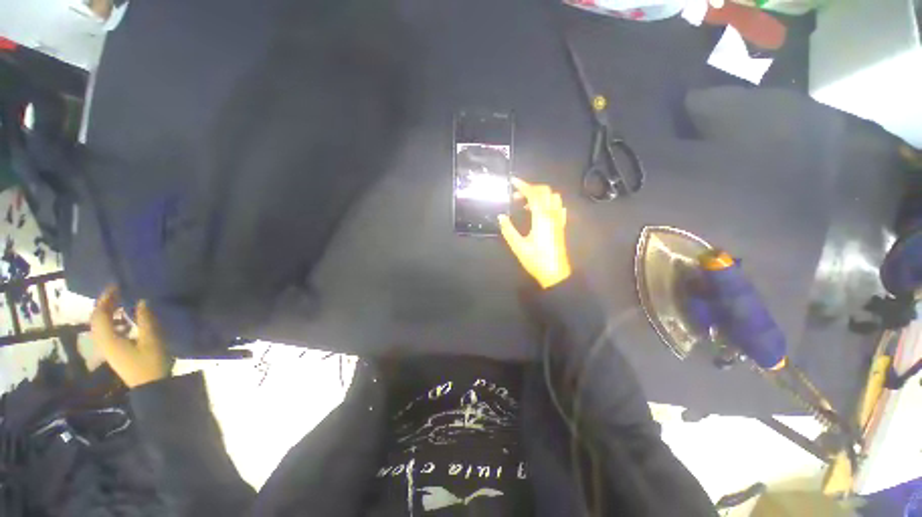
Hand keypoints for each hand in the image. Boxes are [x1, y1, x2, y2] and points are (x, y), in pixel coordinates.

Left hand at [90, 286, 172, 387]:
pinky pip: (106, 332)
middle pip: (96, 320)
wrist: (151, 387)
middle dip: (104, 304)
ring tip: (120, 303)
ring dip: (107, 312)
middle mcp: (103, 342)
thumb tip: (141, 301)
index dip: (105, 298)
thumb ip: (145, 320)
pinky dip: (112, 322)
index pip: (100, 314)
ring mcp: (107, 349)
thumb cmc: (150, 363)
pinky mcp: (114, 353)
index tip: (116, 286)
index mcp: (109, 339)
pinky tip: (125, 321)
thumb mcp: (152, 340)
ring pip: (100, 326)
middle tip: (117, 292)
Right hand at [498, 178, 571, 288]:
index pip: (534, 194)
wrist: (555, 273)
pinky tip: (541, 211)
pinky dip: (549, 203)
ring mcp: (558, 220)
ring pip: (554, 198)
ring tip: (527, 203)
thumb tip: (501, 217)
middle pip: (546, 191)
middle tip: (517, 195)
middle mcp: (552, 215)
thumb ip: (508, 230)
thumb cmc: (536, 260)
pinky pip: (558, 208)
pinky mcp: (561, 226)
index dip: (523, 185)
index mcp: (541, 217)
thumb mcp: (518, 246)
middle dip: (531, 188)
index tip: (513, 182)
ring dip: (541, 195)